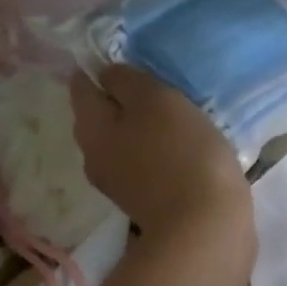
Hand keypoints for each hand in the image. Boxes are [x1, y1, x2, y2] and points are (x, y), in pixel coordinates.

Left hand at [70, 66, 252, 249]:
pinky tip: (184, 147)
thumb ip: (127, 80)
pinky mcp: (146, 202)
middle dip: (123, 98)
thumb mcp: (156, 100)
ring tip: (176, 116)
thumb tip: (107, 73)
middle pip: (101, 115)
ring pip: (124, 141)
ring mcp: (119, 184)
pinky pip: (145, 163)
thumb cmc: (181, 154)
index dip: (99, 65)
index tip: (130, 56)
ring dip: (144, 127)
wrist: (205, 229)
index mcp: (90, 128)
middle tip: (158, 85)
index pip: (81, 84)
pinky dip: (159, 151)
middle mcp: (95, 156)